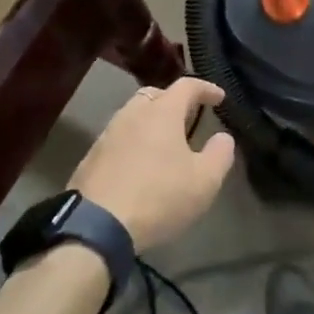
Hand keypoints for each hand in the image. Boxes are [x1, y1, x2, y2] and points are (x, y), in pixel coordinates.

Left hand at [71, 78, 235, 250]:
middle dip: (174, 101)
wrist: (95, 227)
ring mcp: (107, 134)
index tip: (219, 97)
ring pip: (133, 115)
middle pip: (155, 95)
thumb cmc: (158, 197)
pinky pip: (118, 138)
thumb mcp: (204, 181)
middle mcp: (132, 114)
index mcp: (162, 112)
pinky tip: (139, 164)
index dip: (206, 88)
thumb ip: (220, 154)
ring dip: (151, 122)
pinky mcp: (90, 157)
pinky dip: (133, 142)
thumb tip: (223, 137)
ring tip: (164, 142)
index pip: (187, 86)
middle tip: (188, 117)